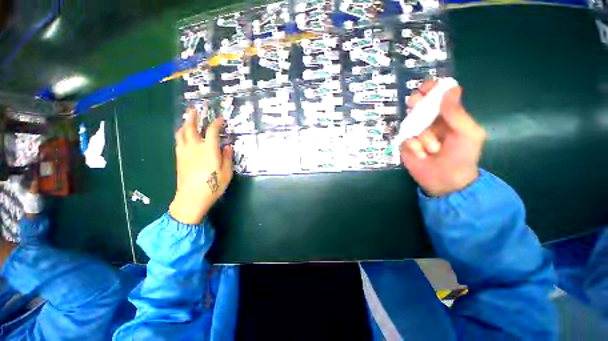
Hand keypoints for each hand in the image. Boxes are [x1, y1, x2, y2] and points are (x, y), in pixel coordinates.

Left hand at [169, 108, 233, 223]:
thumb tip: (228, 146)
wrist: (192, 198)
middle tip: (194, 109)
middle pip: (190, 128)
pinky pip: (178, 142)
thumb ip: (227, 157)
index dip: (216, 123)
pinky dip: (181, 135)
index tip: (220, 118)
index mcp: (209, 150)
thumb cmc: (213, 185)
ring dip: (184, 124)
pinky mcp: (179, 159)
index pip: (212, 131)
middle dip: (192, 117)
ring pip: (181, 134)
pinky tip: (184, 136)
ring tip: (187, 120)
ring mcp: (184, 153)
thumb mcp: (227, 172)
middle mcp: (195, 148)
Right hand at [400, 80, 485, 196]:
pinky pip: (405, 139)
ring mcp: (416, 133)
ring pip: (411, 124)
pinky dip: (413, 146)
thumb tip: (449, 89)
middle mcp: (430, 121)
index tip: (426, 87)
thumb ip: (457, 113)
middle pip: (418, 105)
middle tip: (415, 103)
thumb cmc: (462, 156)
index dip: (432, 89)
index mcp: (447, 115)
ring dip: (422, 136)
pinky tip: (422, 155)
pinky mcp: (405, 144)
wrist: (446, 180)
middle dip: (417, 104)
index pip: (438, 96)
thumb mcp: (468, 134)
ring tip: (432, 149)